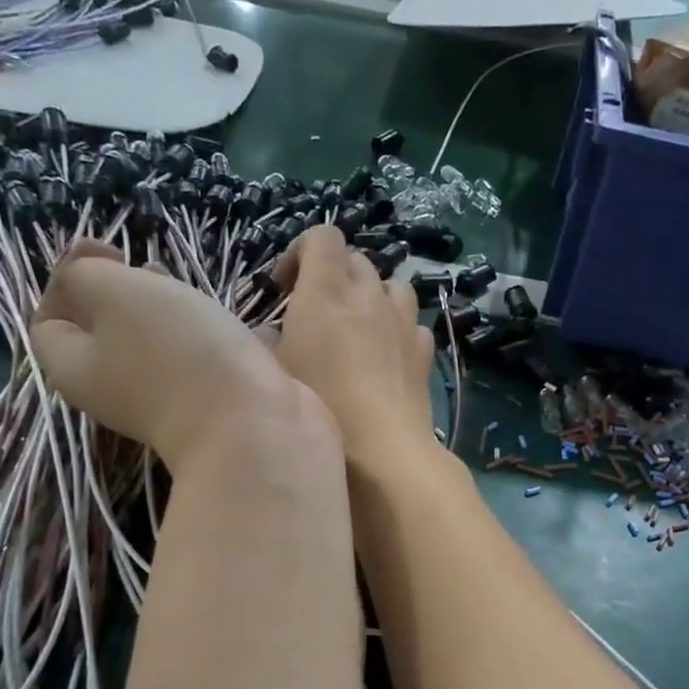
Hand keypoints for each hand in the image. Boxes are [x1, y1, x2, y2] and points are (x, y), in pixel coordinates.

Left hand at [31, 242, 311, 468]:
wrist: (254, 425)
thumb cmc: (176, 353)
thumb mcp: (115, 292)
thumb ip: (85, 272)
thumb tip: (88, 271)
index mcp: (75, 367)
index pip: (48, 321)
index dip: (67, 278)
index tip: (113, 251)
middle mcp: (114, 390)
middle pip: (105, 333)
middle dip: (125, 292)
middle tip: (154, 265)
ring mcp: (167, 401)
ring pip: (158, 345)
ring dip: (174, 313)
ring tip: (196, 289)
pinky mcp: (212, 405)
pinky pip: (204, 362)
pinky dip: (215, 338)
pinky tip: (237, 323)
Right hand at [272, 227, 435, 468]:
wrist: (384, 451)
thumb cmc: (321, 406)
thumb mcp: (274, 373)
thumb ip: (265, 343)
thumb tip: (269, 333)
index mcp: (326, 290)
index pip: (322, 237)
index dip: (301, 252)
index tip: (284, 287)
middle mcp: (369, 295)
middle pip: (356, 260)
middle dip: (333, 275)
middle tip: (314, 313)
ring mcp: (403, 322)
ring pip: (390, 285)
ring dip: (371, 296)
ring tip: (356, 327)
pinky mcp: (424, 351)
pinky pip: (411, 322)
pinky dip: (397, 328)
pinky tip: (386, 354)